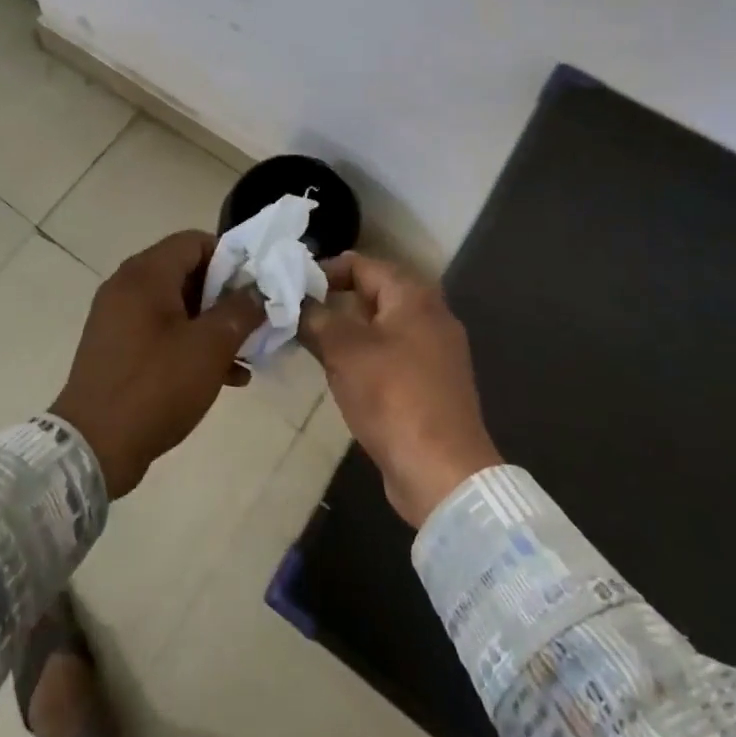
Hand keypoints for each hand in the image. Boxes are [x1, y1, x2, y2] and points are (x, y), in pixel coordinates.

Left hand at [50, 231, 266, 498]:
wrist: (93, 447)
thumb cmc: (156, 386)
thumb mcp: (210, 347)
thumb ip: (240, 311)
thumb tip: (257, 291)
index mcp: (146, 273)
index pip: (195, 241)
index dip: (231, 259)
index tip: (255, 288)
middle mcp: (127, 285)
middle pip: (186, 272)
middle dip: (224, 296)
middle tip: (254, 323)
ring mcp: (117, 317)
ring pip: (176, 306)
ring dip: (211, 325)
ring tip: (246, 356)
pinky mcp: (115, 347)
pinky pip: (160, 331)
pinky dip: (189, 344)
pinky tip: (223, 377)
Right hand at [299, 253, 501, 527]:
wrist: (442, 472)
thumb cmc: (392, 397)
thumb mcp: (343, 350)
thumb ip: (316, 317)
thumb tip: (297, 301)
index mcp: (414, 296)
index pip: (362, 264)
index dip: (325, 270)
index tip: (293, 287)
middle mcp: (430, 315)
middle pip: (373, 293)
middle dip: (334, 300)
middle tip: (297, 312)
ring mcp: (435, 352)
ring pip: (381, 326)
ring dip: (346, 330)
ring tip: (310, 341)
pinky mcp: (432, 384)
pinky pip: (392, 355)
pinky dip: (364, 355)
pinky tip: (339, 372)